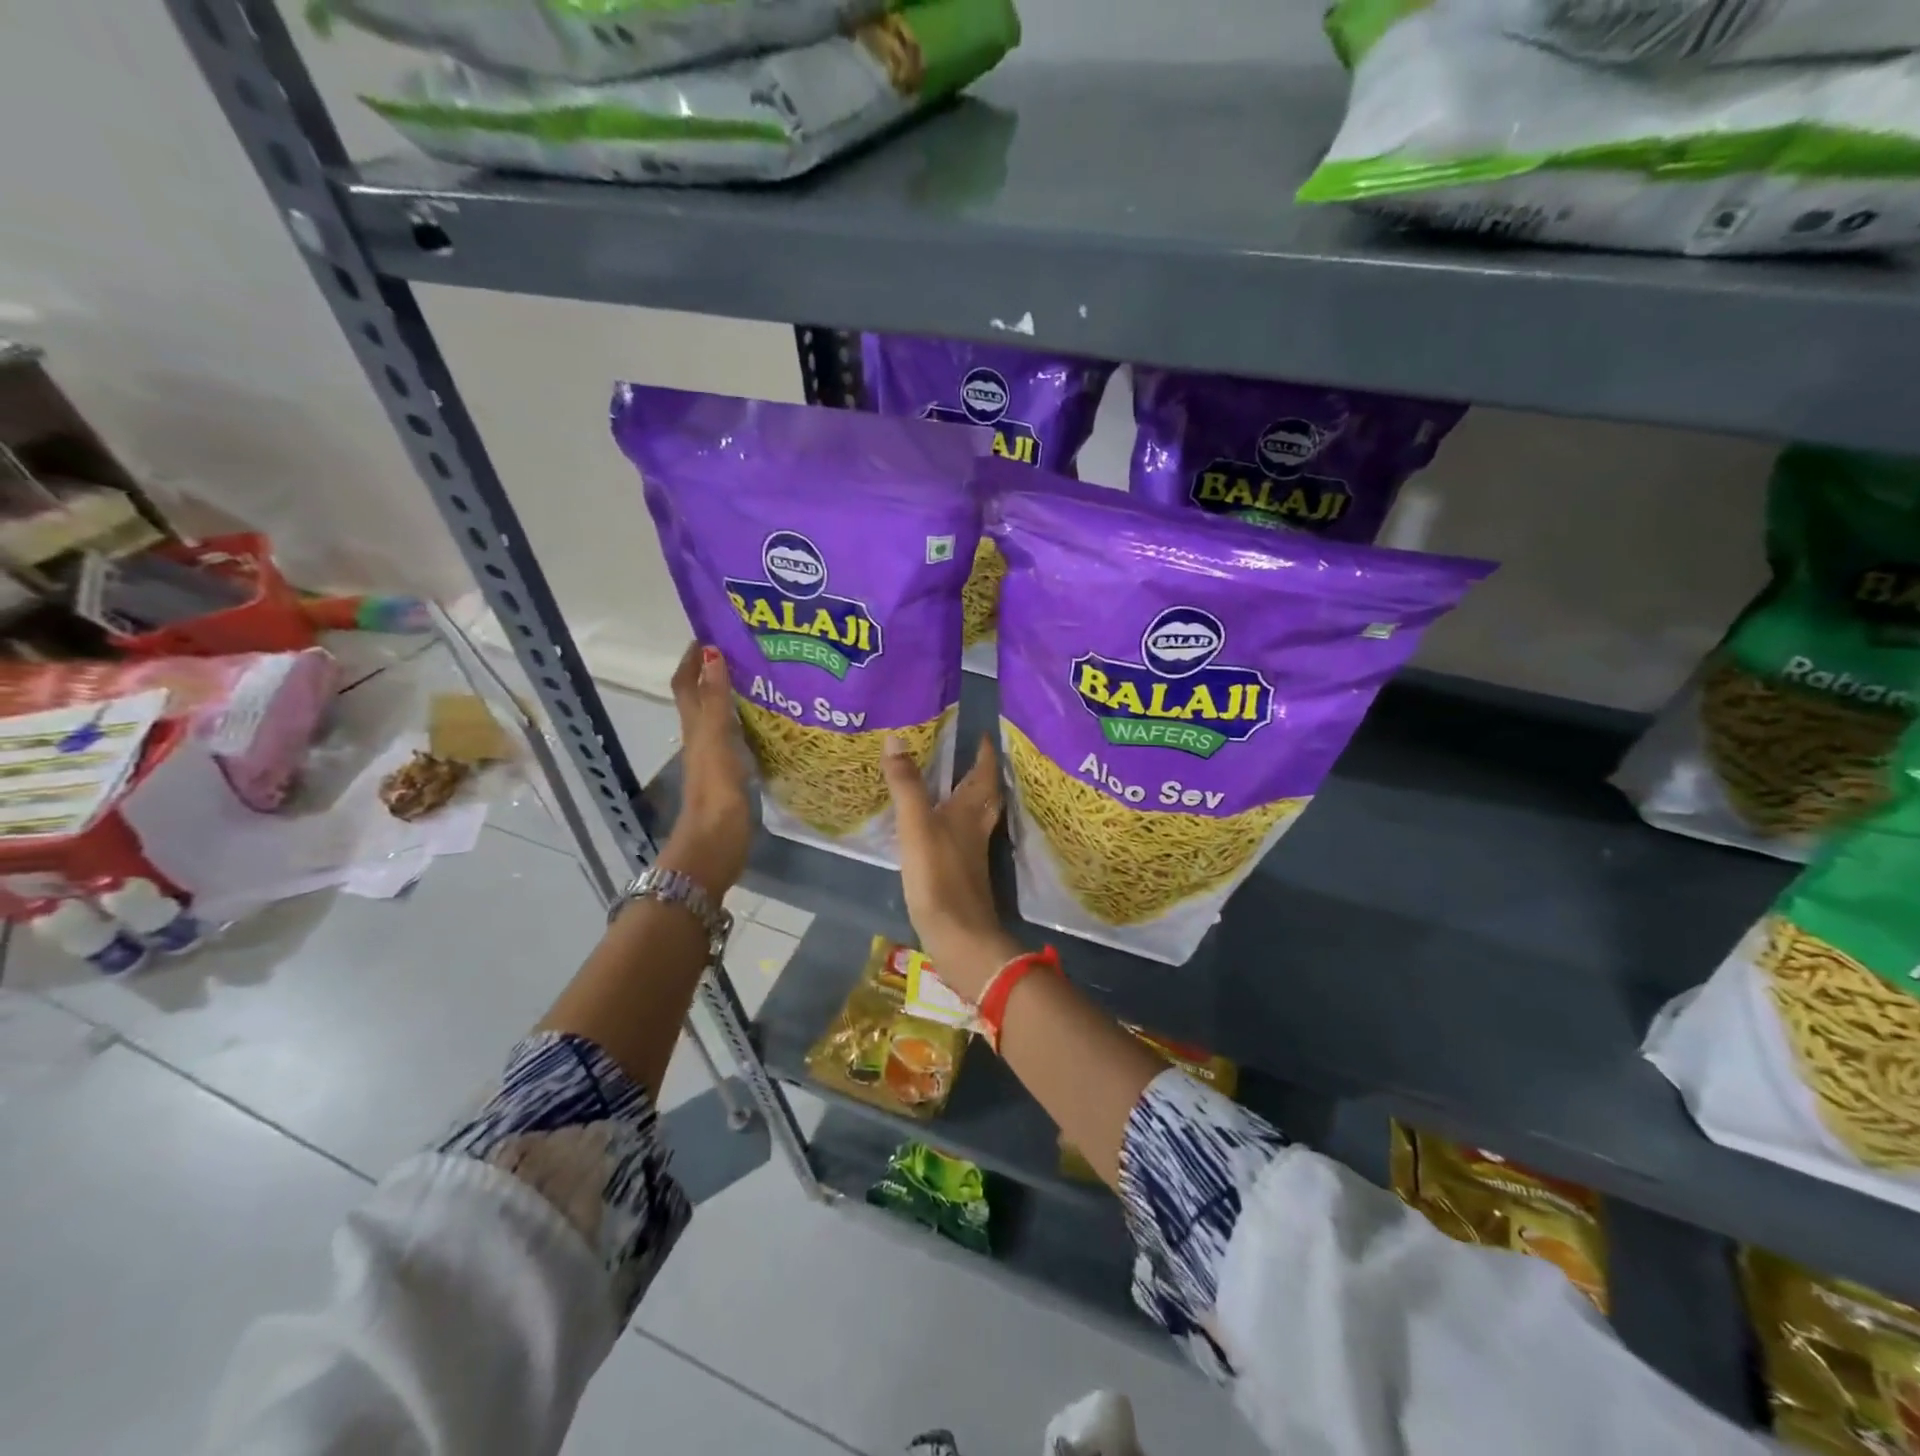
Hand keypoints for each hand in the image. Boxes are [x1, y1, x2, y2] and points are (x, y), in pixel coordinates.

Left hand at [658, 643, 751, 895]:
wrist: (714, 846)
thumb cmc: (715, 793)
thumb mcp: (715, 741)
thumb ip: (715, 701)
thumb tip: (712, 653)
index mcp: (695, 727)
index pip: (686, 682)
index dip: (693, 657)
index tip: (714, 630)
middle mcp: (702, 738)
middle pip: (703, 696)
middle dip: (717, 670)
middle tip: (749, 649)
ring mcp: (717, 758)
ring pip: (722, 716)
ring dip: (735, 695)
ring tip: (766, 676)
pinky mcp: (732, 775)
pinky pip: (739, 738)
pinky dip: (750, 722)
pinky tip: (772, 721)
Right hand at [882, 732, 1017, 1000]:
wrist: (958, 935)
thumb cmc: (939, 876)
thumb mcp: (916, 825)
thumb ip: (907, 785)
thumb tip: (896, 738)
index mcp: (970, 812)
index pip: (984, 774)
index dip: (985, 754)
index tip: (984, 734)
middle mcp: (976, 829)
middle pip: (986, 796)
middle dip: (982, 775)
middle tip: (971, 756)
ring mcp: (971, 854)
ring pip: (976, 817)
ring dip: (970, 799)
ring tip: (953, 786)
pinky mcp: (961, 874)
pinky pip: (962, 837)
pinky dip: (955, 824)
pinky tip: (939, 829)